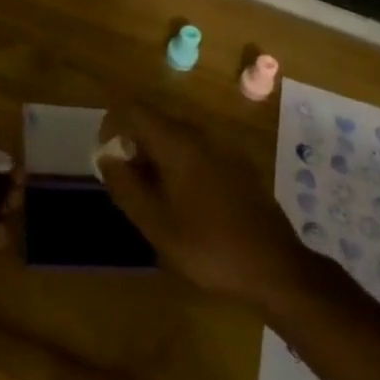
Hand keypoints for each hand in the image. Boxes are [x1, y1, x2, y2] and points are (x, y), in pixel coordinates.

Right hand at [96, 105, 307, 310]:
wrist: (277, 269)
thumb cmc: (209, 247)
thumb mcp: (156, 224)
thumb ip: (126, 186)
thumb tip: (107, 158)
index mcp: (178, 142)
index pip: (134, 111)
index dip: (111, 125)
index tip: (103, 154)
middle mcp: (202, 135)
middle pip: (156, 121)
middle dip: (133, 144)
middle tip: (125, 181)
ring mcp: (224, 148)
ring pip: (178, 136)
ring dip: (156, 155)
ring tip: (151, 195)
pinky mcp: (239, 165)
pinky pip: (198, 150)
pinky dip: (179, 163)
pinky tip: (183, 201)